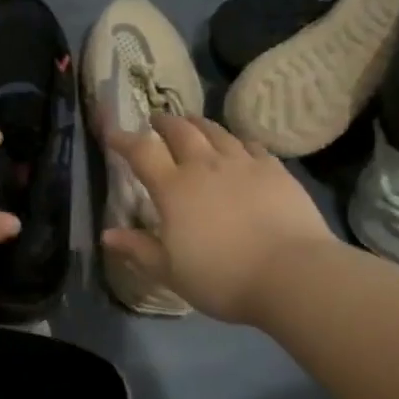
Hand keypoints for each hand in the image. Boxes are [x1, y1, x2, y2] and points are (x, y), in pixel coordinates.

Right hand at [101, 114, 335, 322]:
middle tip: (156, 121)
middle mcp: (205, 166)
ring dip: (198, 124)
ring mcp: (243, 164)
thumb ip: (138, 249)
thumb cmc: (223, 277)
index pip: (141, 151)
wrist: (292, 275)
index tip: (111, 133)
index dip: (123, 139)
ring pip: (216, 131)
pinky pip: (251, 145)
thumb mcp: (170, 272)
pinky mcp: (275, 170)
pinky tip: (238, 147)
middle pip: (180, 131)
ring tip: (192, 123)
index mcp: (174, 188)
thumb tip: (107, 234)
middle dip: (164, 123)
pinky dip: (237, 141)